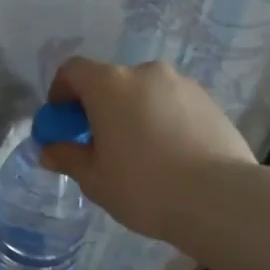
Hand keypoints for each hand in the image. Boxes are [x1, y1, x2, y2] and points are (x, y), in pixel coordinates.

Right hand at [38, 58, 255, 242]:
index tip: (62, 122)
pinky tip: (170, 157)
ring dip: (133, 114)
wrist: (220, 199)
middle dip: (99, 107)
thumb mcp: (94, 179)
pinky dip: (162, 121)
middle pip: (111, 82)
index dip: (60, 92)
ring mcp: (182, 85)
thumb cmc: (144, 186)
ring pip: (145, 94)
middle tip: (100, 145)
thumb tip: (49, 150)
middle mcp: (146, 73)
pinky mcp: (210, 102)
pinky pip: (173, 105)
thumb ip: (68, 157)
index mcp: (110, 85)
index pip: (73, 70)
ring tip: (140, 154)